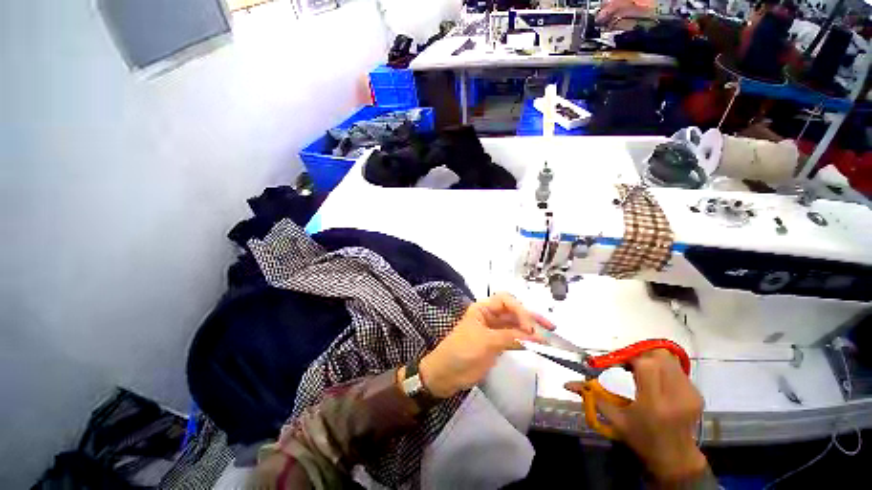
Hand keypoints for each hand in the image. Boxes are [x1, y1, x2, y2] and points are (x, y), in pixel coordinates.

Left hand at [416, 293, 552, 397]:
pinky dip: (525, 342)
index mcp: (483, 309)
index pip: (506, 301)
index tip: (529, 328)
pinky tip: (536, 345)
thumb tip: (536, 337)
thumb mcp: (485, 341)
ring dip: (531, 331)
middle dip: (530, 318)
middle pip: (513, 312)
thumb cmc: (461, 351)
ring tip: (548, 336)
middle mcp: (490, 316)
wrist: (446, 374)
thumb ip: (510, 337)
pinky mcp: (497, 344)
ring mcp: (494, 331)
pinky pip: (514, 339)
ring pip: (516, 326)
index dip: (519, 310)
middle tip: (549, 327)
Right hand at [565, 350, 706, 482]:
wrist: (675, 457)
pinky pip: (677, 368)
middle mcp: (675, 396)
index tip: (619, 364)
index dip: (630, 358)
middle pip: (660, 357)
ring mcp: (690, 394)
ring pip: (669, 359)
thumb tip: (567, 383)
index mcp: (654, 404)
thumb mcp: (614, 419)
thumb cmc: (641, 438)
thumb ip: (592, 396)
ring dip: (652, 360)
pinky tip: (657, 381)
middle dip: (641, 356)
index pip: (646, 365)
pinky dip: (663, 368)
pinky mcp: (697, 393)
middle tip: (630, 366)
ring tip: (643, 373)